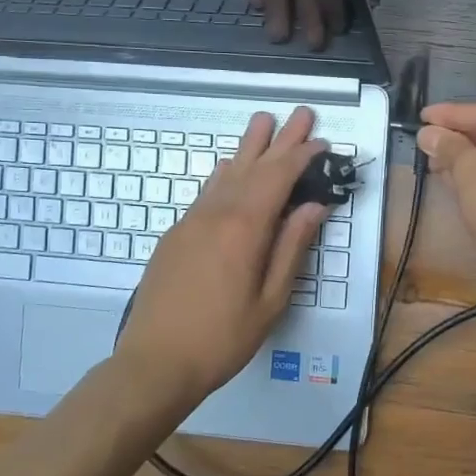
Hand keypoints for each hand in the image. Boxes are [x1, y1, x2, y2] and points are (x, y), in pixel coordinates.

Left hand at [114, 107, 328, 402]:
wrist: (154, 363)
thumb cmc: (223, 337)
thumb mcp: (271, 300)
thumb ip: (292, 248)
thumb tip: (314, 207)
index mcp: (245, 229)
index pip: (279, 178)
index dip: (302, 157)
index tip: (322, 142)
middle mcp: (217, 214)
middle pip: (253, 166)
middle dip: (279, 139)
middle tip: (299, 112)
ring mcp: (191, 222)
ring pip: (226, 173)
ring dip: (248, 147)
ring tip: (263, 122)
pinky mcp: (176, 235)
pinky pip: (206, 192)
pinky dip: (224, 173)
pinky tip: (230, 167)